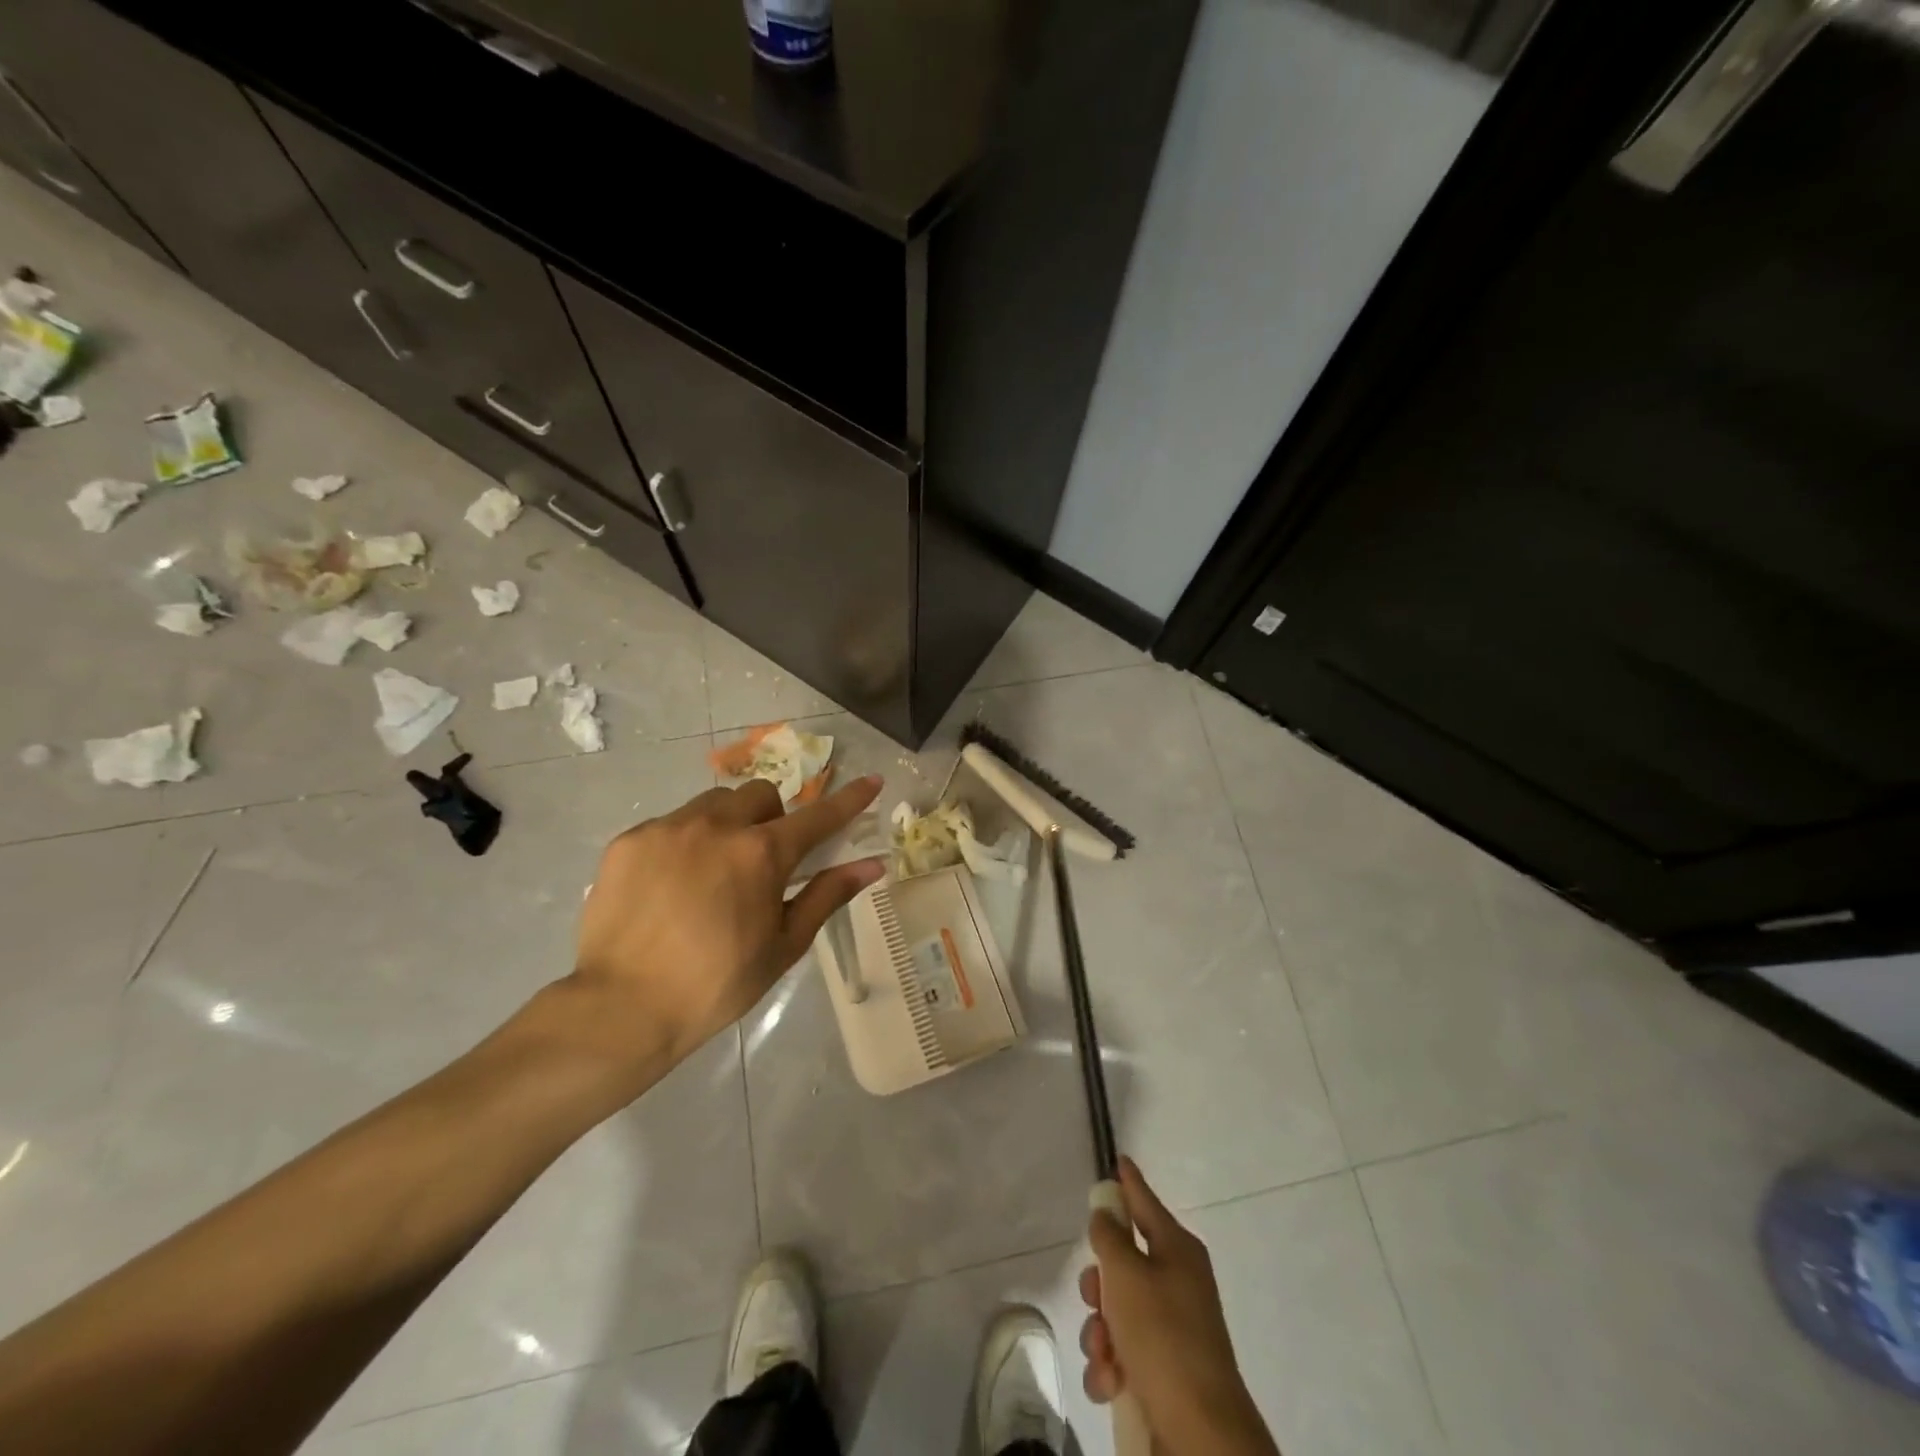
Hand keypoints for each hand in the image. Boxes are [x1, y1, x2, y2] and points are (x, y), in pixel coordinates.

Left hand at [564, 775, 884, 1081]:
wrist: (621, 1009)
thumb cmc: (716, 984)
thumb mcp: (783, 945)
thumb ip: (827, 896)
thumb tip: (872, 865)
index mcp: (762, 854)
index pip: (818, 817)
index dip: (850, 799)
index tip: (872, 781)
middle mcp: (717, 826)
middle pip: (760, 795)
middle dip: (771, 817)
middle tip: (761, 860)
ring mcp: (669, 828)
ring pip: (713, 803)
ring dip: (726, 824)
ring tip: (710, 871)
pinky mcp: (630, 840)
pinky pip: (670, 824)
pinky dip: (683, 844)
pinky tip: (669, 887)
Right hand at [1080, 1158, 1278, 1455]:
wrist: (1199, 1430)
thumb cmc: (1162, 1335)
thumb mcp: (1126, 1274)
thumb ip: (1109, 1237)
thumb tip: (1106, 1212)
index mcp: (1177, 1250)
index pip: (1145, 1202)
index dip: (1129, 1181)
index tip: (1119, 1159)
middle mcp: (1177, 1282)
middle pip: (1123, 1262)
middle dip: (1099, 1285)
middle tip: (1094, 1298)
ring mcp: (1172, 1328)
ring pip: (1117, 1311)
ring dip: (1100, 1332)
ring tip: (1104, 1355)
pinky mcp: (1164, 1370)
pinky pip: (1123, 1352)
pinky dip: (1111, 1366)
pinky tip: (1111, 1382)